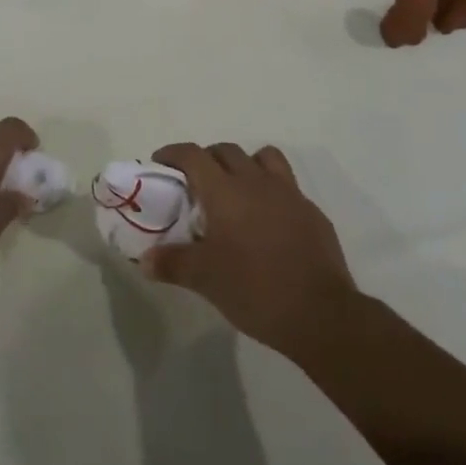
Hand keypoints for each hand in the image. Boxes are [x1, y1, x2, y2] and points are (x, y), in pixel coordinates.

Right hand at [142, 142, 356, 355]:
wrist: (320, 314)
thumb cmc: (254, 290)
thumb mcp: (205, 279)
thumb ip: (172, 264)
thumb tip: (145, 260)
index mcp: (225, 191)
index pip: (193, 155)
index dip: (173, 153)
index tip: (161, 162)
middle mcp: (256, 181)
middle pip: (226, 151)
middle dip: (207, 158)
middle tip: (196, 182)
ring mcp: (288, 193)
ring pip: (263, 158)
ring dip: (245, 164)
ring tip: (236, 190)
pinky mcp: (311, 212)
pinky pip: (287, 186)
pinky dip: (272, 192)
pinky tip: (268, 221)